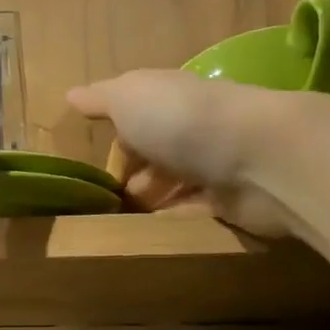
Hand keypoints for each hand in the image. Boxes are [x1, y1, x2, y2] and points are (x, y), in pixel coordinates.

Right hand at [67, 70, 298, 236]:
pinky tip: (150, 235)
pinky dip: (173, 219)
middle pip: (157, 151)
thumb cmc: (182, 120)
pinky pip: (194, 211)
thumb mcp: (128, 98)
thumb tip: (72, 94)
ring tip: (121, 223)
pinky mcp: (231, 202)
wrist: (257, 158)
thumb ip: (101, 98)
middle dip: (131, 174)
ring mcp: (214, 165)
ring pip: (175, 182)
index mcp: (169, 97)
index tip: (92, 166)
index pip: (137, 114)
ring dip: (151, 199)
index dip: (116, 137)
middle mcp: (193, 127)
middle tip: (103, 202)